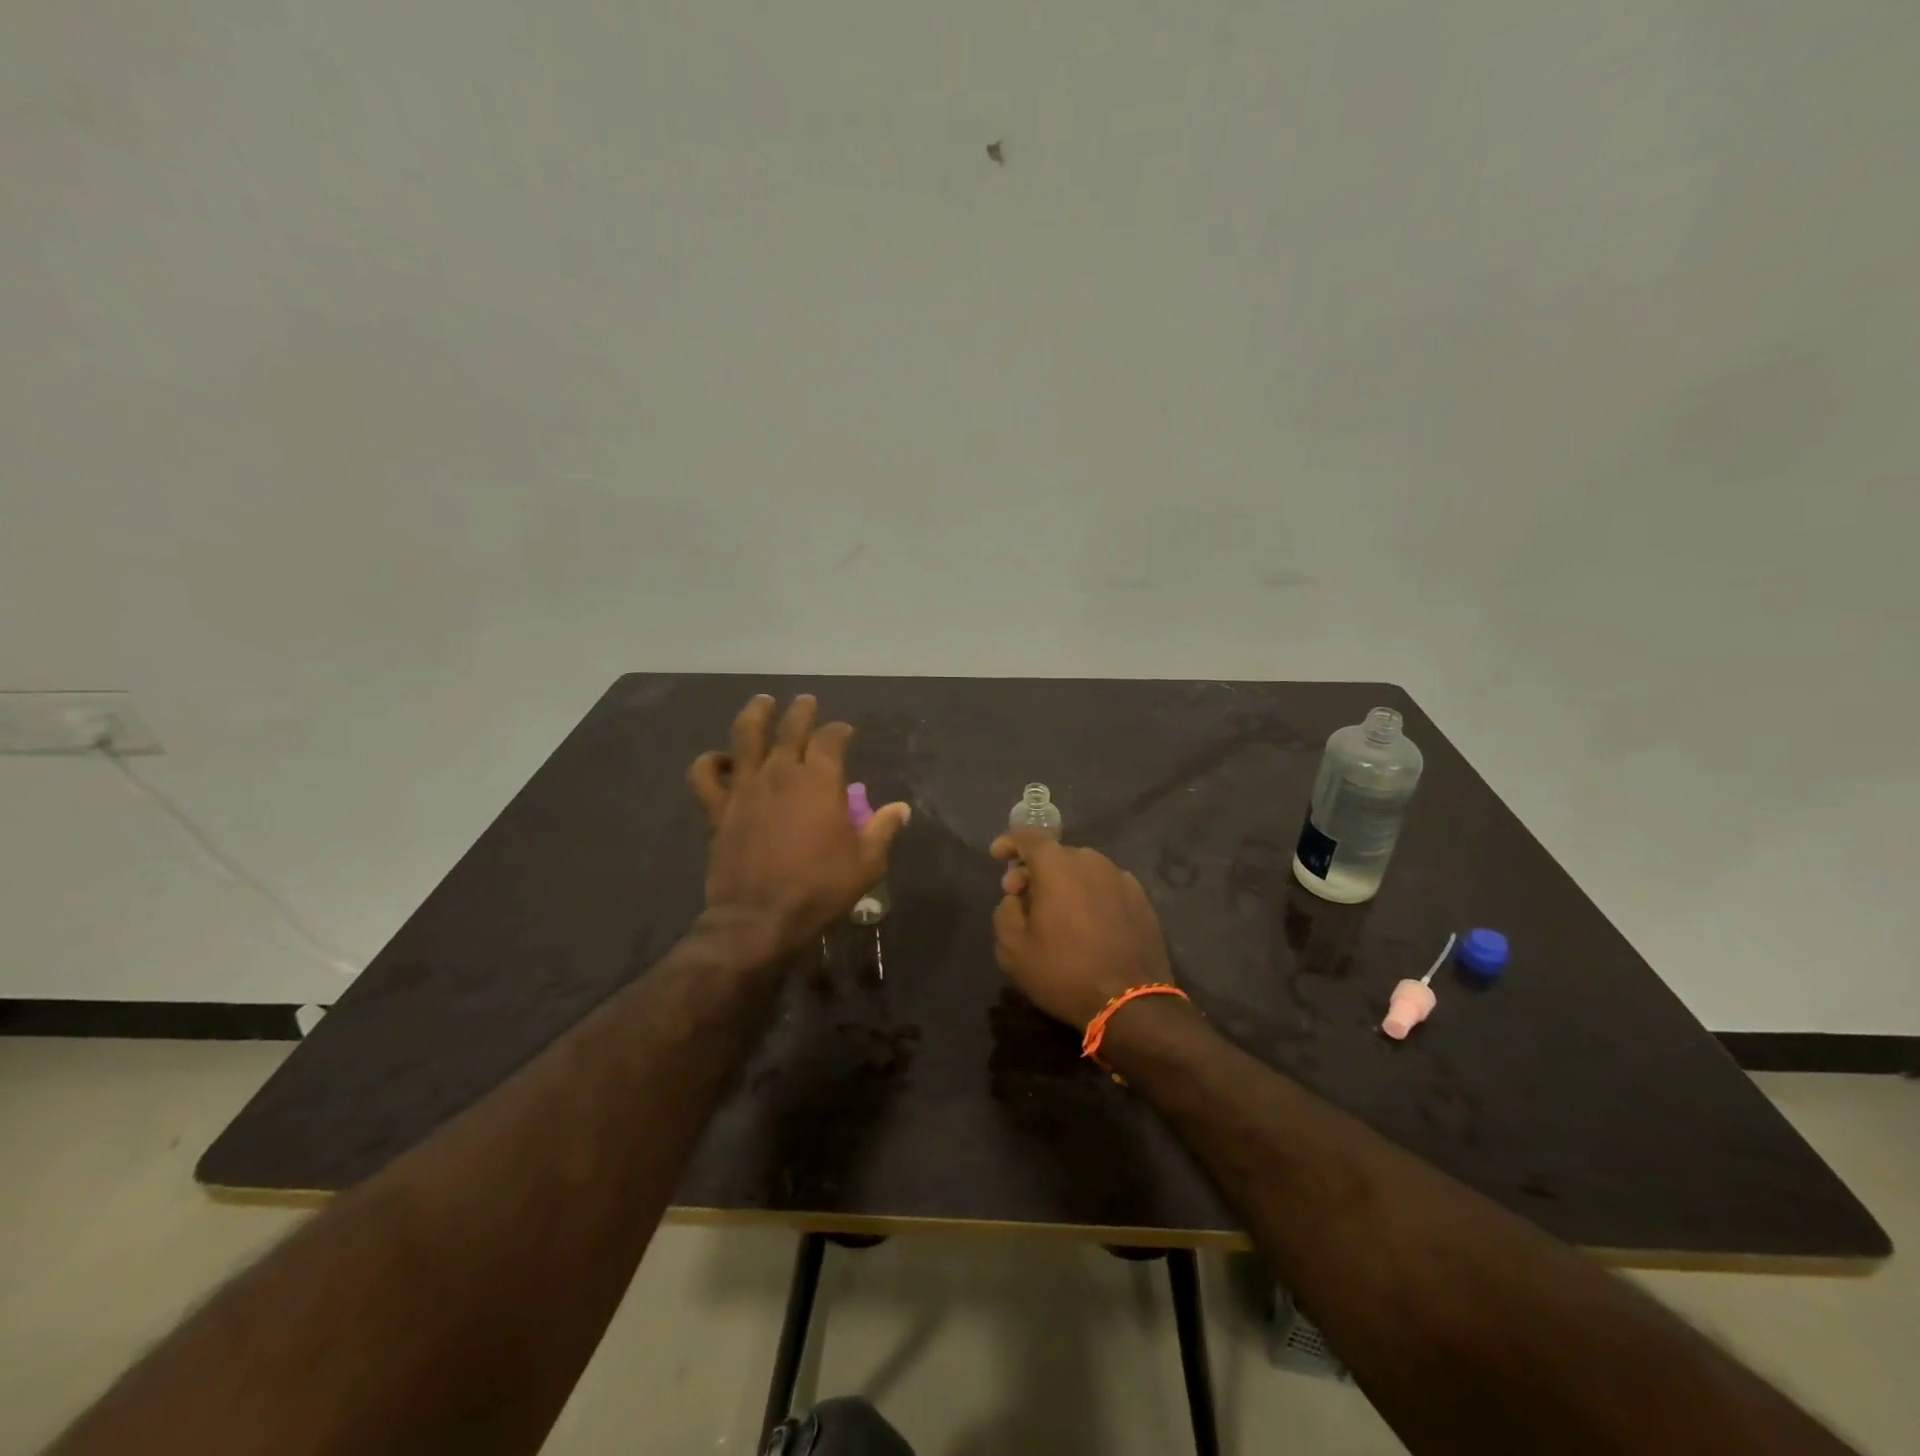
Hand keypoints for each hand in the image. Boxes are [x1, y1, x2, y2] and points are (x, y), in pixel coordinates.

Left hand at [688, 694, 910, 954]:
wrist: (759, 918)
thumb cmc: (820, 889)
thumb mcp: (866, 863)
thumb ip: (883, 830)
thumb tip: (901, 808)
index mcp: (820, 781)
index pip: (830, 739)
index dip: (839, 731)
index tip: (845, 732)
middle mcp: (781, 773)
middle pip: (790, 727)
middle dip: (802, 711)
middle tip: (806, 702)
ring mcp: (746, 787)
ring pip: (745, 736)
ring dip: (755, 714)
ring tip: (762, 703)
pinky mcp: (718, 808)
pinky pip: (705, 775)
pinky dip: (710, 762)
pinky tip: (721, 760)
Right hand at [990, 831, 1173, 1029]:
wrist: (1131, 1003)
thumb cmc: (1064, 972)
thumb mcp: (1013, 949)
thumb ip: (1005, 912)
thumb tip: (1016, 899)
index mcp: (1058, 866)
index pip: (1029, 837)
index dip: (1010, 842)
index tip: (997, 855)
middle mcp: (1092, 862)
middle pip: (1056, 855)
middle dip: (1034, 870)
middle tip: (1020, 897)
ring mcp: (1121, 879)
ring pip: (1083, 870)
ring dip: (1064, 883)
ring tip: (1054, 912)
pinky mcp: (1142, 900)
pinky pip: (1106, 886)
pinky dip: (1090, 895)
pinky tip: (1086, 922)